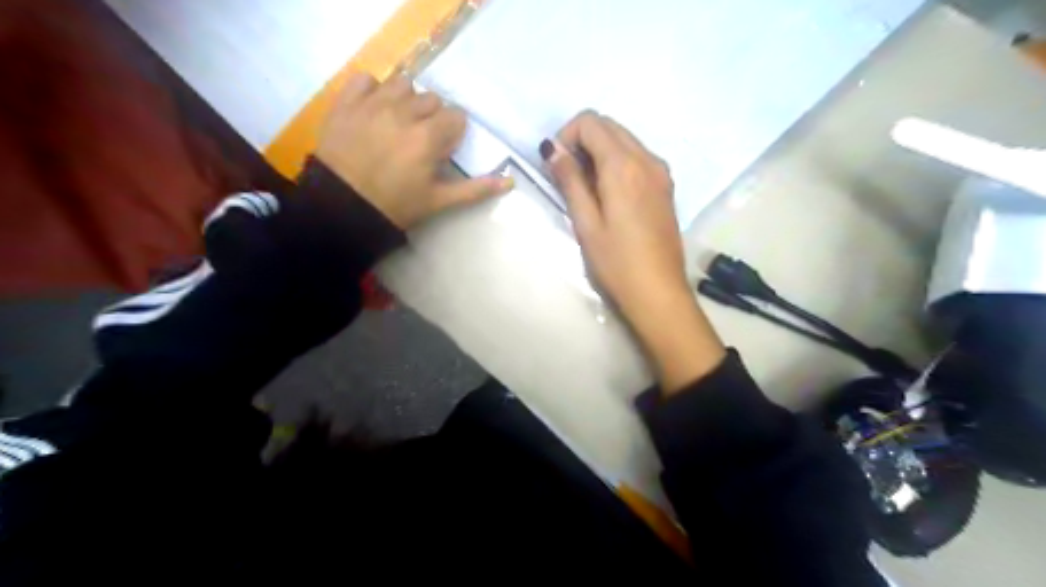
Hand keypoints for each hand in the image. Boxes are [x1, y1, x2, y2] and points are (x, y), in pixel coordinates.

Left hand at [319, 70, 513, 229]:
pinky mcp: (347, 102)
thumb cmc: (395, 206)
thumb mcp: (439, 201)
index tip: (441, 150)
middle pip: (432, 100)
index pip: (455, 117)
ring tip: (399, 123)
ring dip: (407, 100)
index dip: (452, 133)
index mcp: (428, 137)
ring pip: (403, 85)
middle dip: (432, 118)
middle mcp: (404, 112)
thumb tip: (510, 182)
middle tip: (421, 141)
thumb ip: (475, 189)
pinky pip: (366, 79)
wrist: (341, 208)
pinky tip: (374, 109)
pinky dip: (374, 90)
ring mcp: (373, 104)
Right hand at [544, 113, 724, 391]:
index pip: (591, 122)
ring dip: (600, 151)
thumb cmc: (616, 262)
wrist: (658, 292)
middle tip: (568, 177)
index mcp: (624, 165)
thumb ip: (570, 180)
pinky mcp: (666, 187)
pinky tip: (609, 194)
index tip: (557, 166)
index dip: (567, 136)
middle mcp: (647, 158)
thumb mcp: (585, 222)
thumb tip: (553, 149)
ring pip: (625, 140)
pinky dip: (617, 162)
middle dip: (583, 140)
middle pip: (609, 126)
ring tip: (587, 189)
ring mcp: (661, 172)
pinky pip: (637, 157)